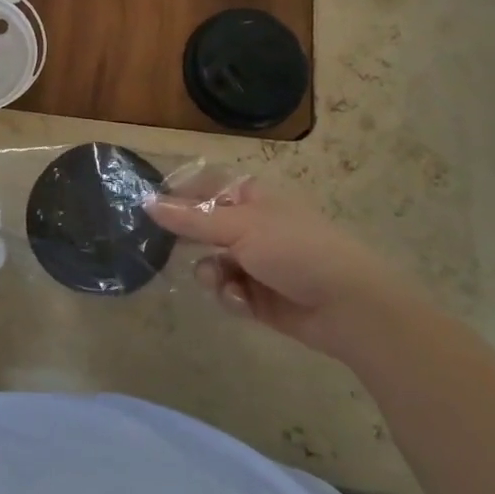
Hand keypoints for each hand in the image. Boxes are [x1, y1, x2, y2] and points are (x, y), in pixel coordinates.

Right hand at [146, 178, 403, 357]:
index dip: (178, 195)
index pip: (204, 187)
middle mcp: (251, 225)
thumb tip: (147, 202)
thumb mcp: (239, 228)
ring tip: (224, 283)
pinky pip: (228, 291)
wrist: (347, 305)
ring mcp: (255, 262)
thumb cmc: (295, 249)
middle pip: (203, 228)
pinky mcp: (258, 296)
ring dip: (212, 274)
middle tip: (164, 249)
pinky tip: (244, 303)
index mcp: (251, 197)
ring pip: (211, 263)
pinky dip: (232, 296)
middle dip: (190, 242)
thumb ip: (190, 219)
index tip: (149, 208)